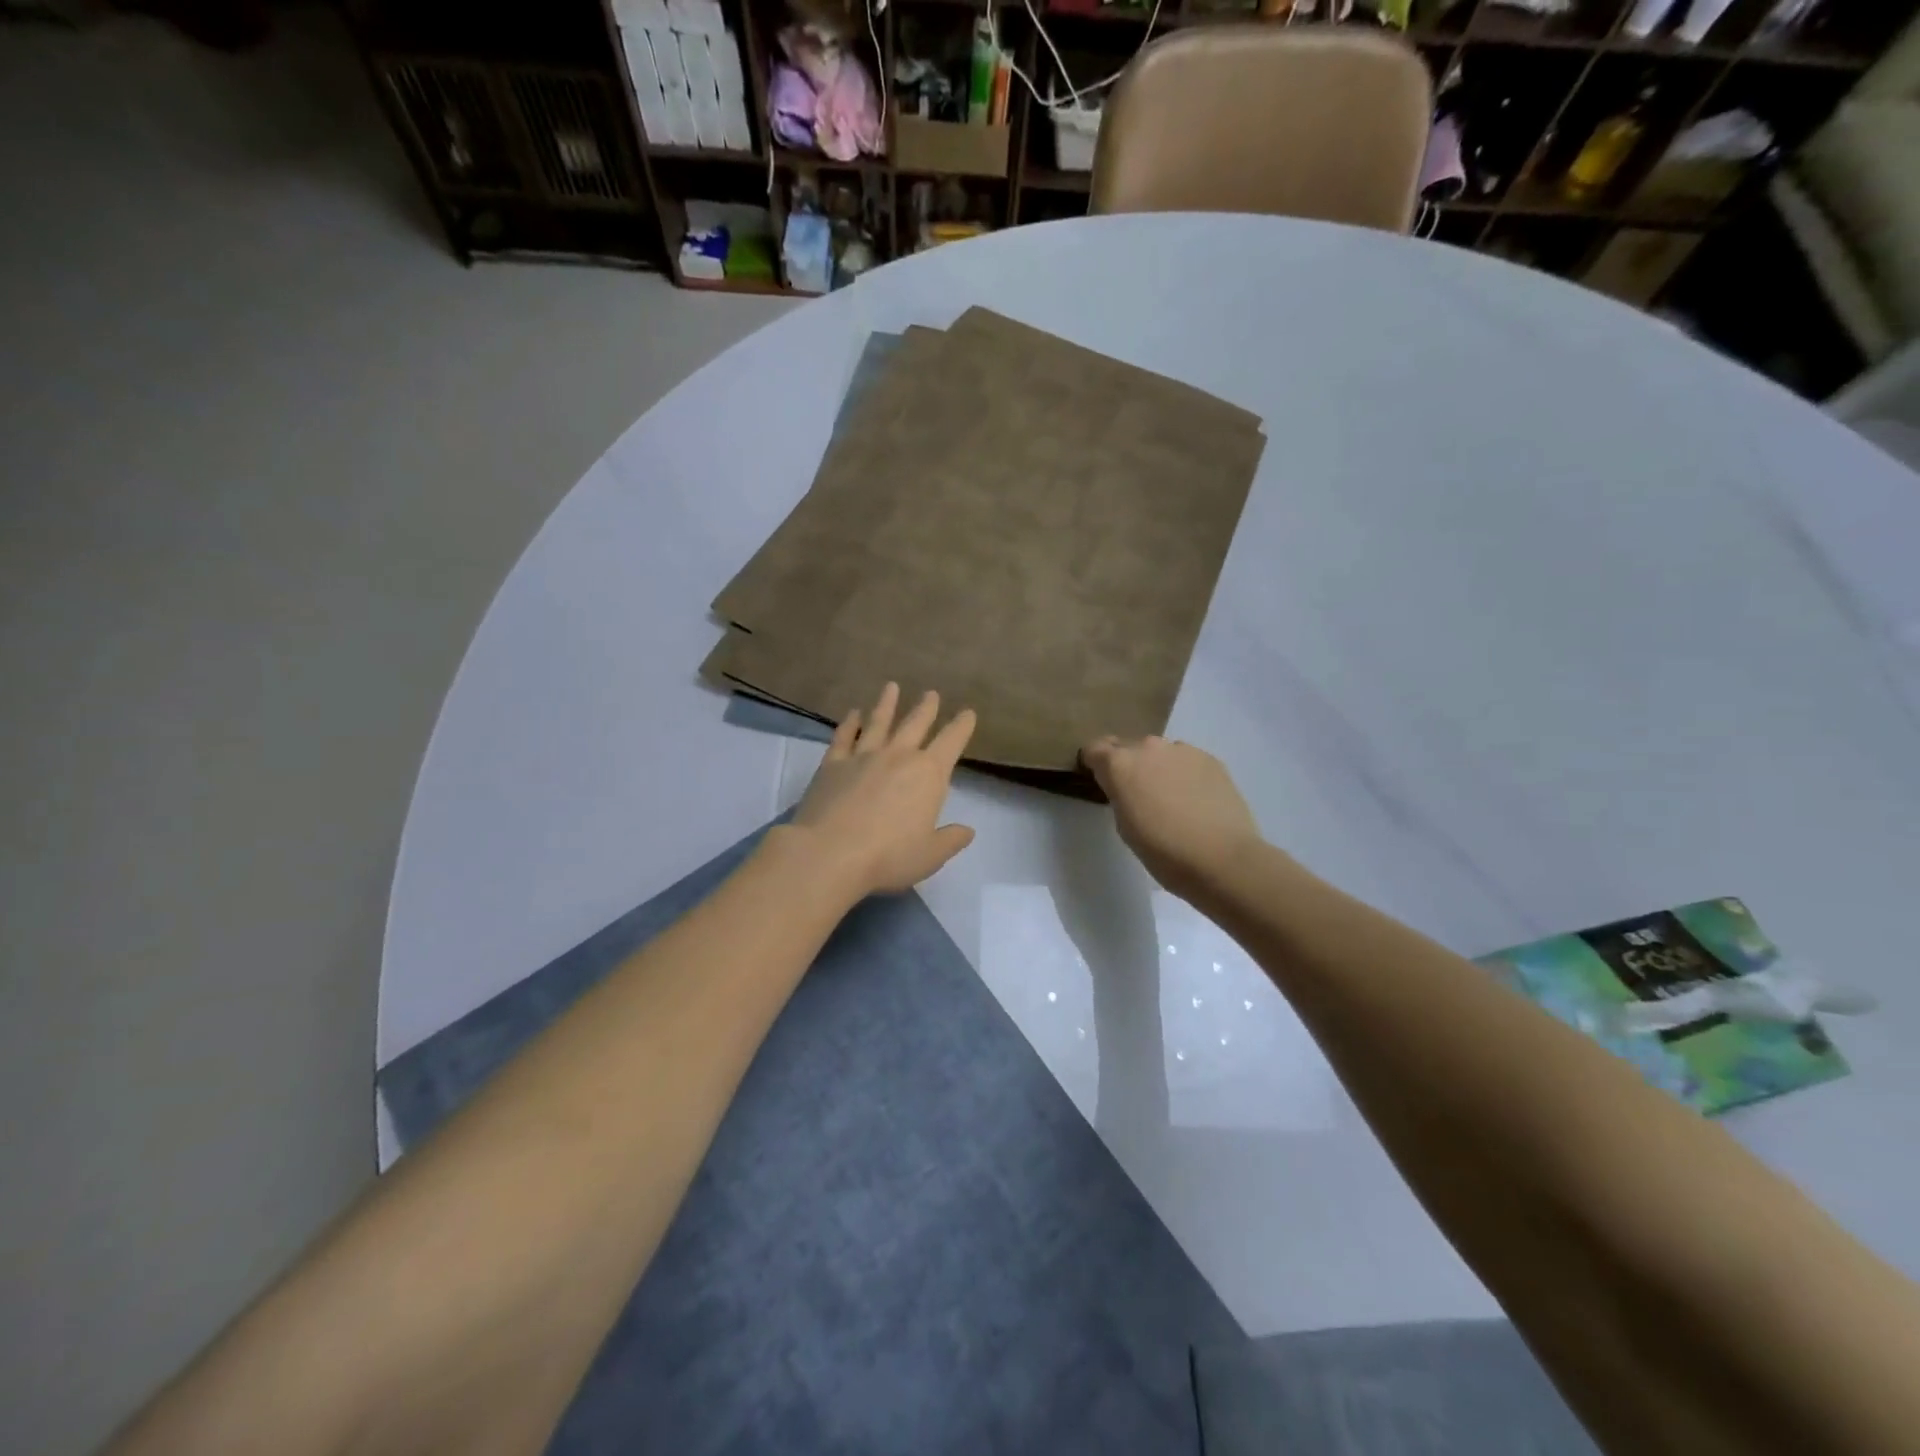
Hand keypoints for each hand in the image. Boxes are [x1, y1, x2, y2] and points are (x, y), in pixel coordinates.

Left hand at [788, 683, 977, 896]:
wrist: (830, 853)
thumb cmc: (889, 856)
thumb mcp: (930, 855)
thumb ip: (950, 840)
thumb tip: (967, 830)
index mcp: (928, 775)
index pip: (951, 742)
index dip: (962, 726)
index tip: (968, 712)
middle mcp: (898, 756)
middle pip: (915, 724)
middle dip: (926, 708)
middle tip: (931, 693)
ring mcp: (863, 756)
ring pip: (878, 722)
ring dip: (886, 704)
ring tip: (891, 687)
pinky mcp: (832, 764)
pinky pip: (843, 737)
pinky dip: (849, 723)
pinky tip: (852, 713)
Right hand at [1081, 735, 1263, 902]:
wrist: (1222, 858)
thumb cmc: (1163, 851)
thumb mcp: (1125, 826)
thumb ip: (1120, 796)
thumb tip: (1128, 788)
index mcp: (1119, 764)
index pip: (1095, 748)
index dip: (1095, 764)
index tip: (1101, 781)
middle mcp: (1148, 747)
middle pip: (1129, 747)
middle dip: (1129, 766)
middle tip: (1138, 795)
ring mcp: (1183, 750)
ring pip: (1161, 753)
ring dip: (1159, 768)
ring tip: (1172, 799)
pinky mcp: (1211, 759)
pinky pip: (1188, 761)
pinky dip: (1185, 774)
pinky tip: (1196, 801)